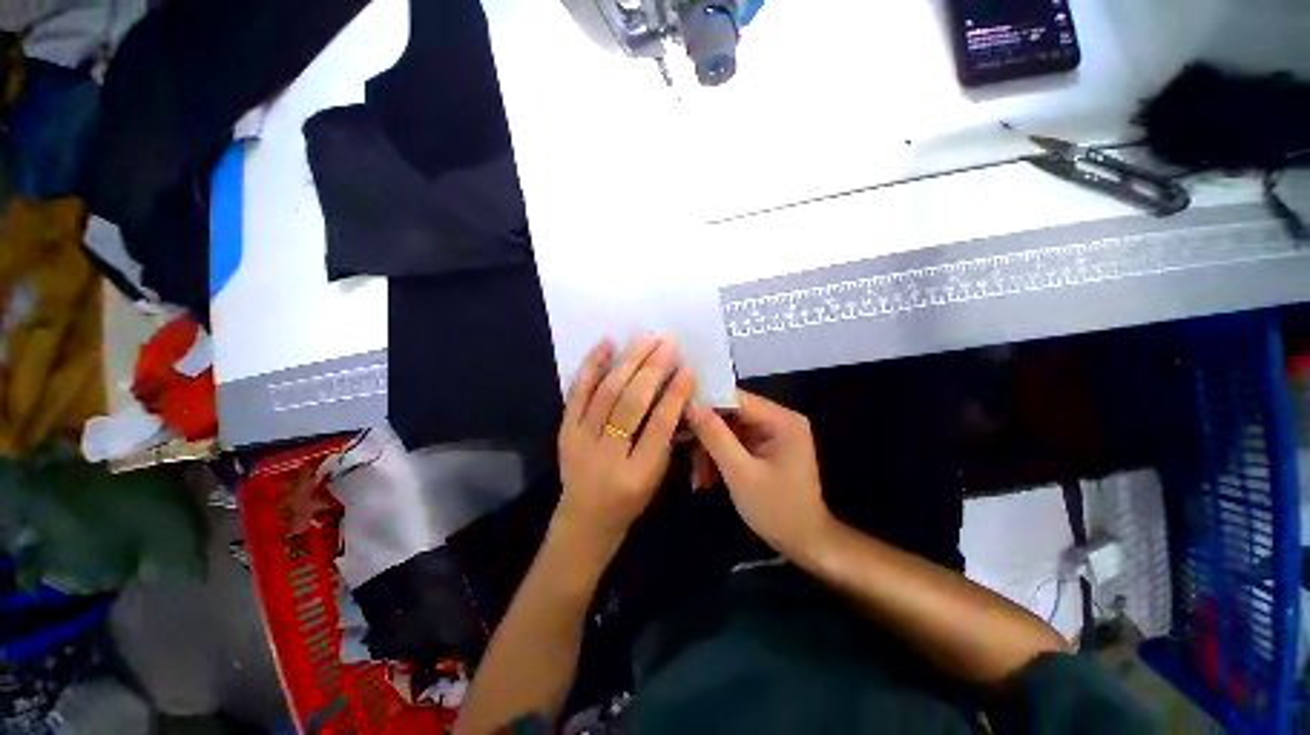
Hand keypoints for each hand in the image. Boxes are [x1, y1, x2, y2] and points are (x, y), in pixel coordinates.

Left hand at [555, 336, 694, 552]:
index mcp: (636, 473)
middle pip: (630, 405)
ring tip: (645, 339)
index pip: (659, 427)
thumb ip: (666, 437)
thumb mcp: (657, 476)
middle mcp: (606, 455)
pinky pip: (577, 393)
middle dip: (651, 370)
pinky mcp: (564, 430)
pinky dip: (591, 366)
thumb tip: (676, 394)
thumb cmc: (630, 499)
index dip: (674, 396)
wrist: (585, 518)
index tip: (687, 369)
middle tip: (667, 344)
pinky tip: (606, 344)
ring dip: (627, 362)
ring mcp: (580, 440)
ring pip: (606, 393)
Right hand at [687, 390, 831, 558]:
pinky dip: (720, 459)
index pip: (736, 398)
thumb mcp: (740, 473)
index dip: (705, 403)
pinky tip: (706, 480)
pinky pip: (736, 444)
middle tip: (682, 451)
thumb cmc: (777, 509)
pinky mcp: (766, 449)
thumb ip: (715, 436)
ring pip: (729, 431)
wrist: (805, 545)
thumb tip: (691, 405)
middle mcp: (779, 420)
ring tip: (696, 477)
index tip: (678, 413)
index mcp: (782, 420)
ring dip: (710, 452)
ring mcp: (773, 435)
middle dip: (706, 436)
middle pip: (731, 415)